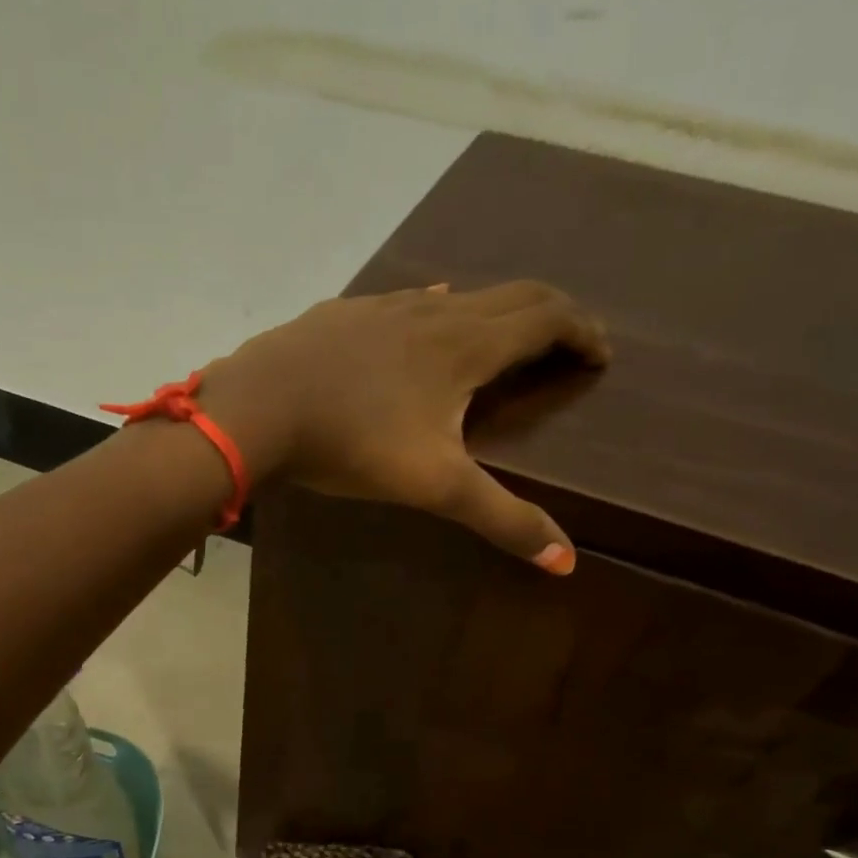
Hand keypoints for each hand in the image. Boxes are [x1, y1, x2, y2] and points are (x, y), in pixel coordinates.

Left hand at [200, 282, 608, 571]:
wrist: (257, 408)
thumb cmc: (351, 442)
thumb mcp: (434, 486)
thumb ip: (501, 519)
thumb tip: (565, 561)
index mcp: (465, 344)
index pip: (546, 318)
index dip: (583, 331)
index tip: (599, 354)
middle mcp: (433, 311)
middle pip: (511, 296)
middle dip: (549, 316)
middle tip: (565, 343)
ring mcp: (383, 307)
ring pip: (456, 295)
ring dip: (492, 313)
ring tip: (500, 342)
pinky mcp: (342, 314)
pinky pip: (406, 303)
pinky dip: (435, 311)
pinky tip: (418, 326)